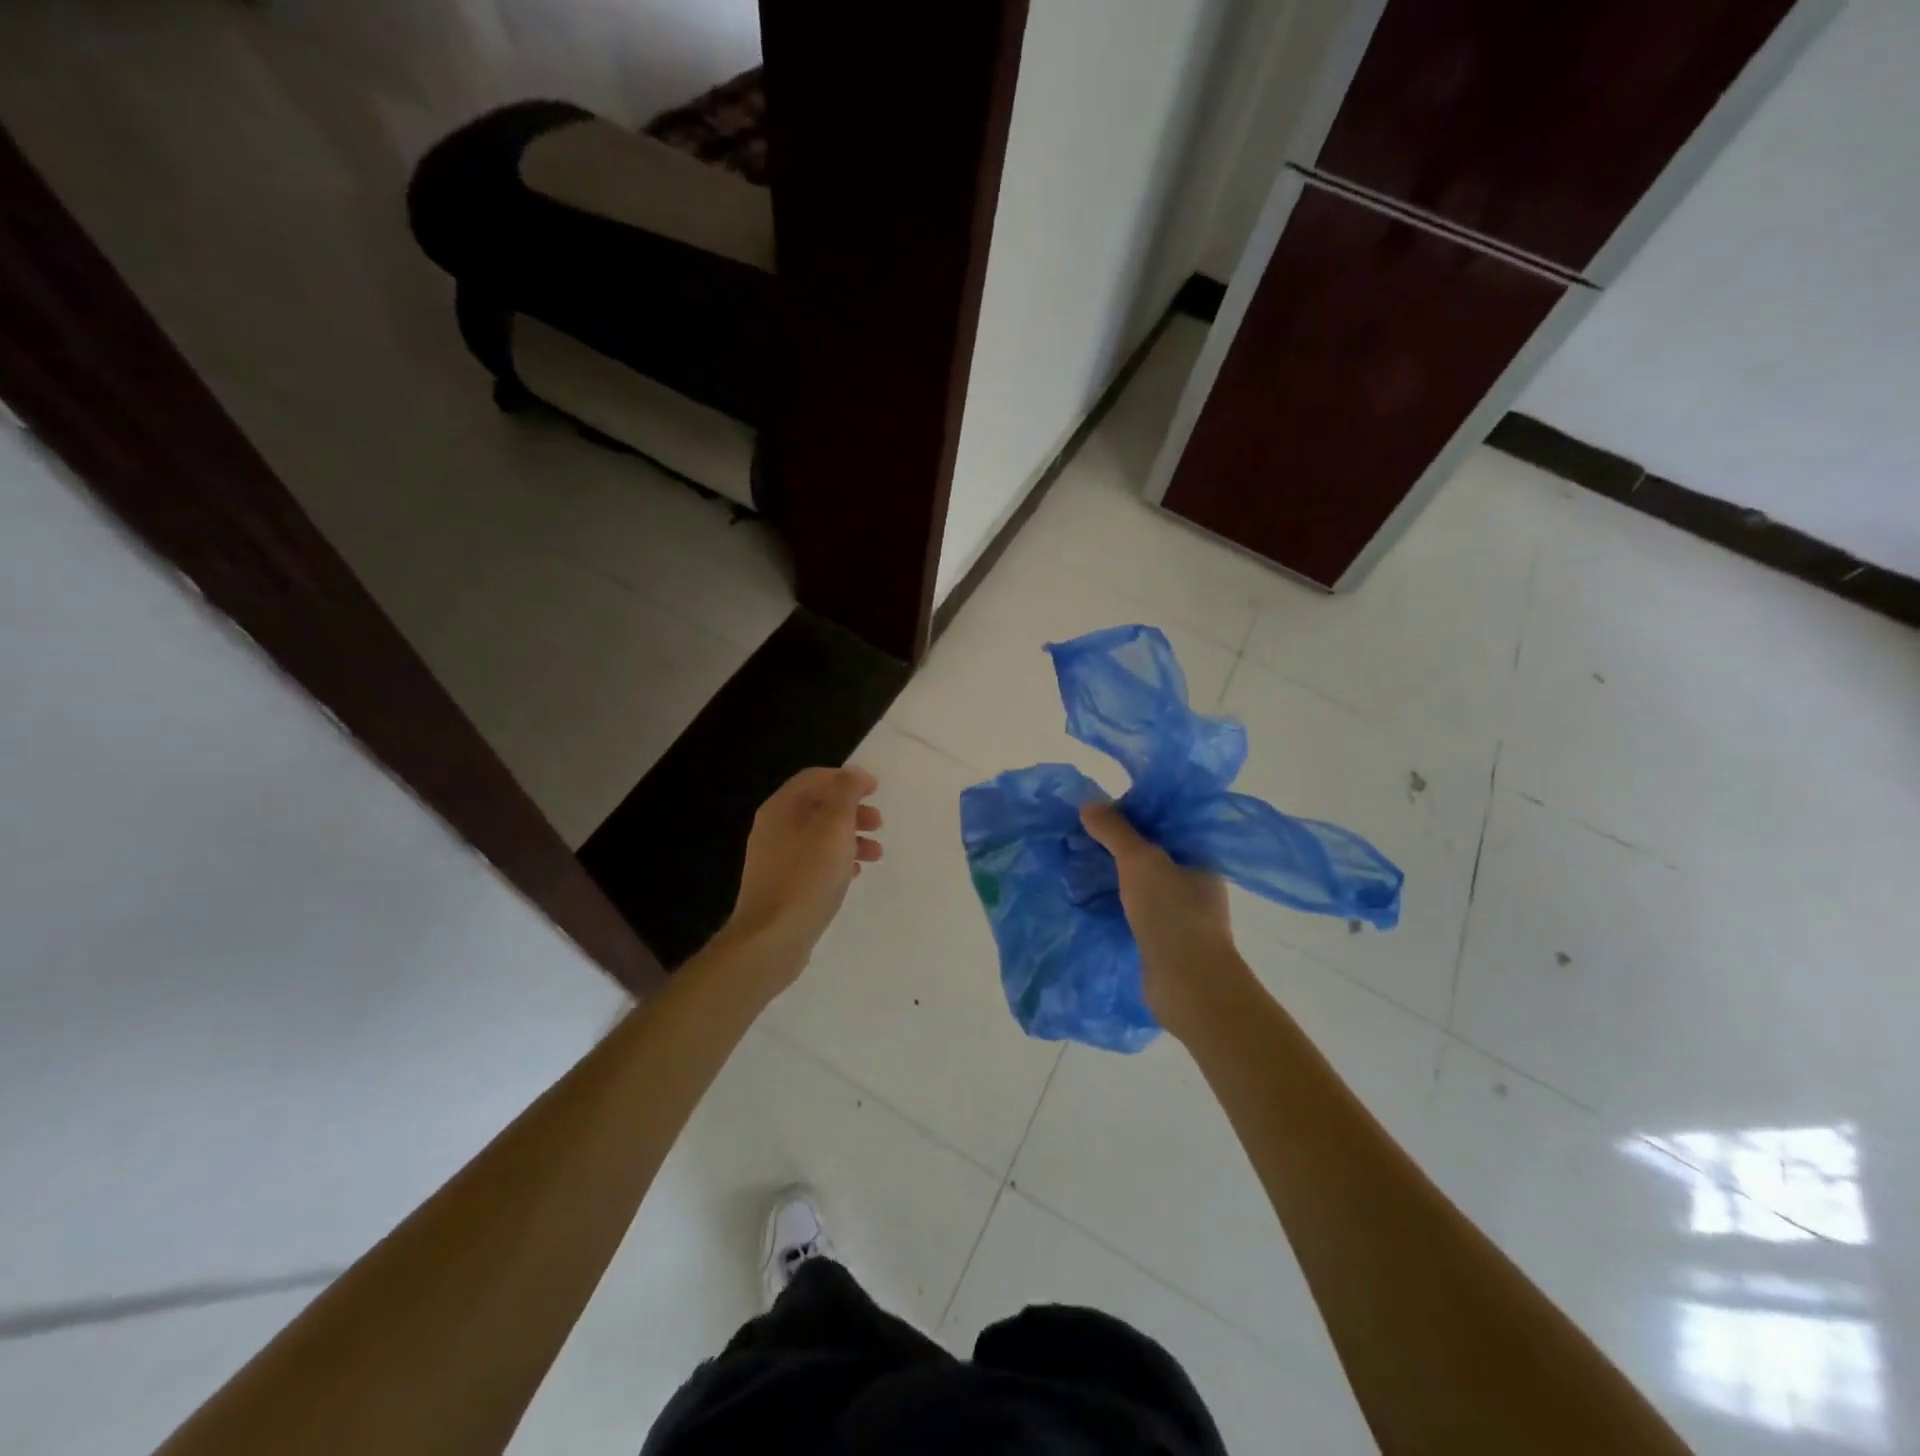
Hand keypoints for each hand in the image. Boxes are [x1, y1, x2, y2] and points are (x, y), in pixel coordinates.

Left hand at [727, 766, 882, 973]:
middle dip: (852, 810)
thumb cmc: (807, 877)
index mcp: (781, 808)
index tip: (876, 790)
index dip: (847, 779)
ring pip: (818, 836)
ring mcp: (774, 858)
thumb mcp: (834, 828)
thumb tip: (853, 773)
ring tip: (876, 855)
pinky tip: (854, 874)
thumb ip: (846, 795)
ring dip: (849, 838)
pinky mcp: (781, 885)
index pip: (815, 778)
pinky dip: (836, 860)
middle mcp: (773, 828)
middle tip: (878, 824)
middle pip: (817, 806)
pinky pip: (813, 862)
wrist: (771, 938)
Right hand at [1080, 801, 1243, 1038]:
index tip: (1098, 814)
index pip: (1165, 825)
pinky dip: (1114, 905)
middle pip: (1151, 855)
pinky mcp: (1163, 942)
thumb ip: (1115, 830)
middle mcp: (1195, 885)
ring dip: (1113, 878)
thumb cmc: (1172, 912)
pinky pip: (1134, 912)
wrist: (1187, 984)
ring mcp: (1180, 916)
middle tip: (1080, 839)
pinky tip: (1088, 901)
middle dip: (1117, 848)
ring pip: (1141, 886)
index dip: (1133, 815)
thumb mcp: (1140, 860)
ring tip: (1077, 867)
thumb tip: (1089, 804)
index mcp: (1200, 858)